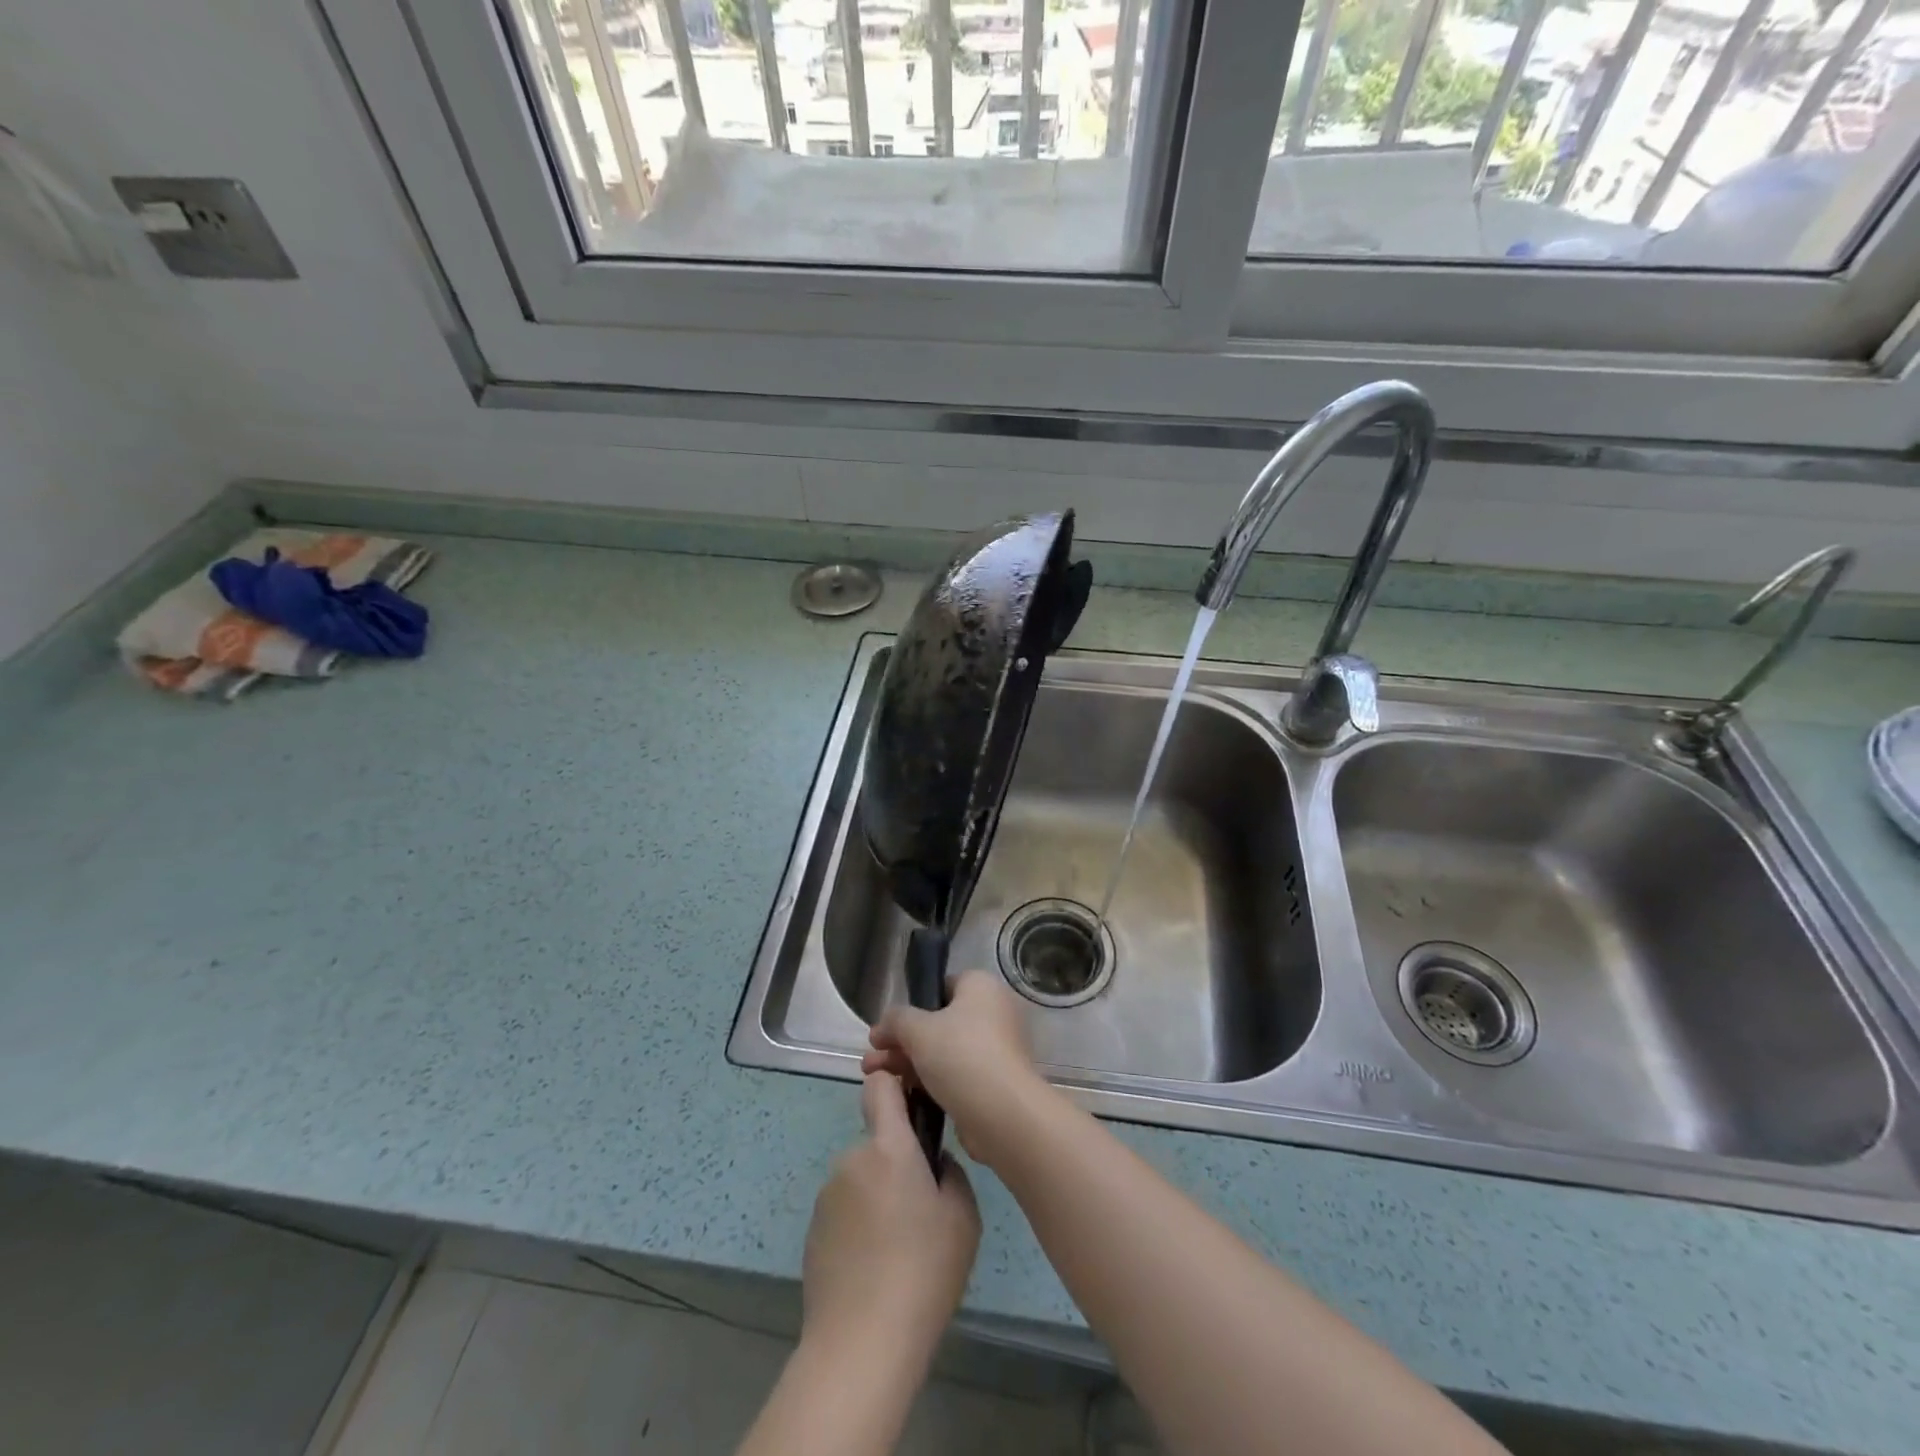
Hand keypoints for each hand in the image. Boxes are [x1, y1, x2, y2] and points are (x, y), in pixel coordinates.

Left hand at [800, 1072, 980, 1368]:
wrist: (861, 1344)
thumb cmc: (923, 1270)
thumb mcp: (964, 1217)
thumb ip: (951, 1173)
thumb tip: (934, 1166)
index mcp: (888, 1146)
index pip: (881, 1086)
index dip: (896, 1085)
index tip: (914, 1106)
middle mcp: (852, 1159)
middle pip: (878, 1143)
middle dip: (896, 1165)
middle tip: (921, 1212)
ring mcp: (827, 1196)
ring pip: (862, 1180)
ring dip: (878, 1198)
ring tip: (898, 1251)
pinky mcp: (813, 1231)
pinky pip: (844, 1212)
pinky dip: (859, 1227)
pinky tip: (874, 1269)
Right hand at [862, 970, 1052, 1170]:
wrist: (1003, 1114)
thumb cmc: (961, 1056)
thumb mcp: (918, 1030)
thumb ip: (896, 1020)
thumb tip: (884, 1025)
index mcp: (982, 987)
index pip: (941, 987)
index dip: (912, 1006)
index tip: (887, 1028)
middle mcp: (993, 1012)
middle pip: (938, 1022)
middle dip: (900, 1040)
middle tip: (871, 1057)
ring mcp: (995, 1048)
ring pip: (943, 1050)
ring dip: (908, 1061)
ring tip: (872, 1076)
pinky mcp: (993, 1081)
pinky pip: (955, 1073)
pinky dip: (929, 1080)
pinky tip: (899, 1092)